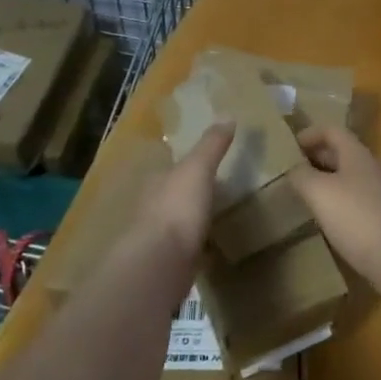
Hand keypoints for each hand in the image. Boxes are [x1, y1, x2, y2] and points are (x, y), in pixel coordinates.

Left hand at [144, 123, 234, 255]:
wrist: (161, 263)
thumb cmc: (177, 208)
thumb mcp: (198, 168)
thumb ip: (212, 145)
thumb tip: (226, 115)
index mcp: (157, 182)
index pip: (172, 168)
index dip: (189, 165)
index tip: (209, 165)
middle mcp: (153, 208)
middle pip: (175, 195)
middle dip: (192, 194)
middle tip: (219, 192)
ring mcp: (159, 238)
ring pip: (180, 223)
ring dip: (195, 221)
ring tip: (220, 219)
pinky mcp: (169, 264)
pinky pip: (188, 250)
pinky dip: (200, 248)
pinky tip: (215, 249)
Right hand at [287, 124, 380, 278]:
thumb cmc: (355, 216)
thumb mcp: (319, 191)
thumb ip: (301, 175)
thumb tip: (293, 169)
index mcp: (356, 154)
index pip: (332, 131)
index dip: (310, 134)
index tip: (288, 146)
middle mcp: (369, 168)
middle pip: (340, 152)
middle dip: (315, 156)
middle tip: (290, 169)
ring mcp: (377, 193)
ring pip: (346, 177)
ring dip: (324, 179)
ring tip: (302, 191)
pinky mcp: (379, 217)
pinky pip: (352, 199)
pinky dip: (334, 200)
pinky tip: (322, 216)